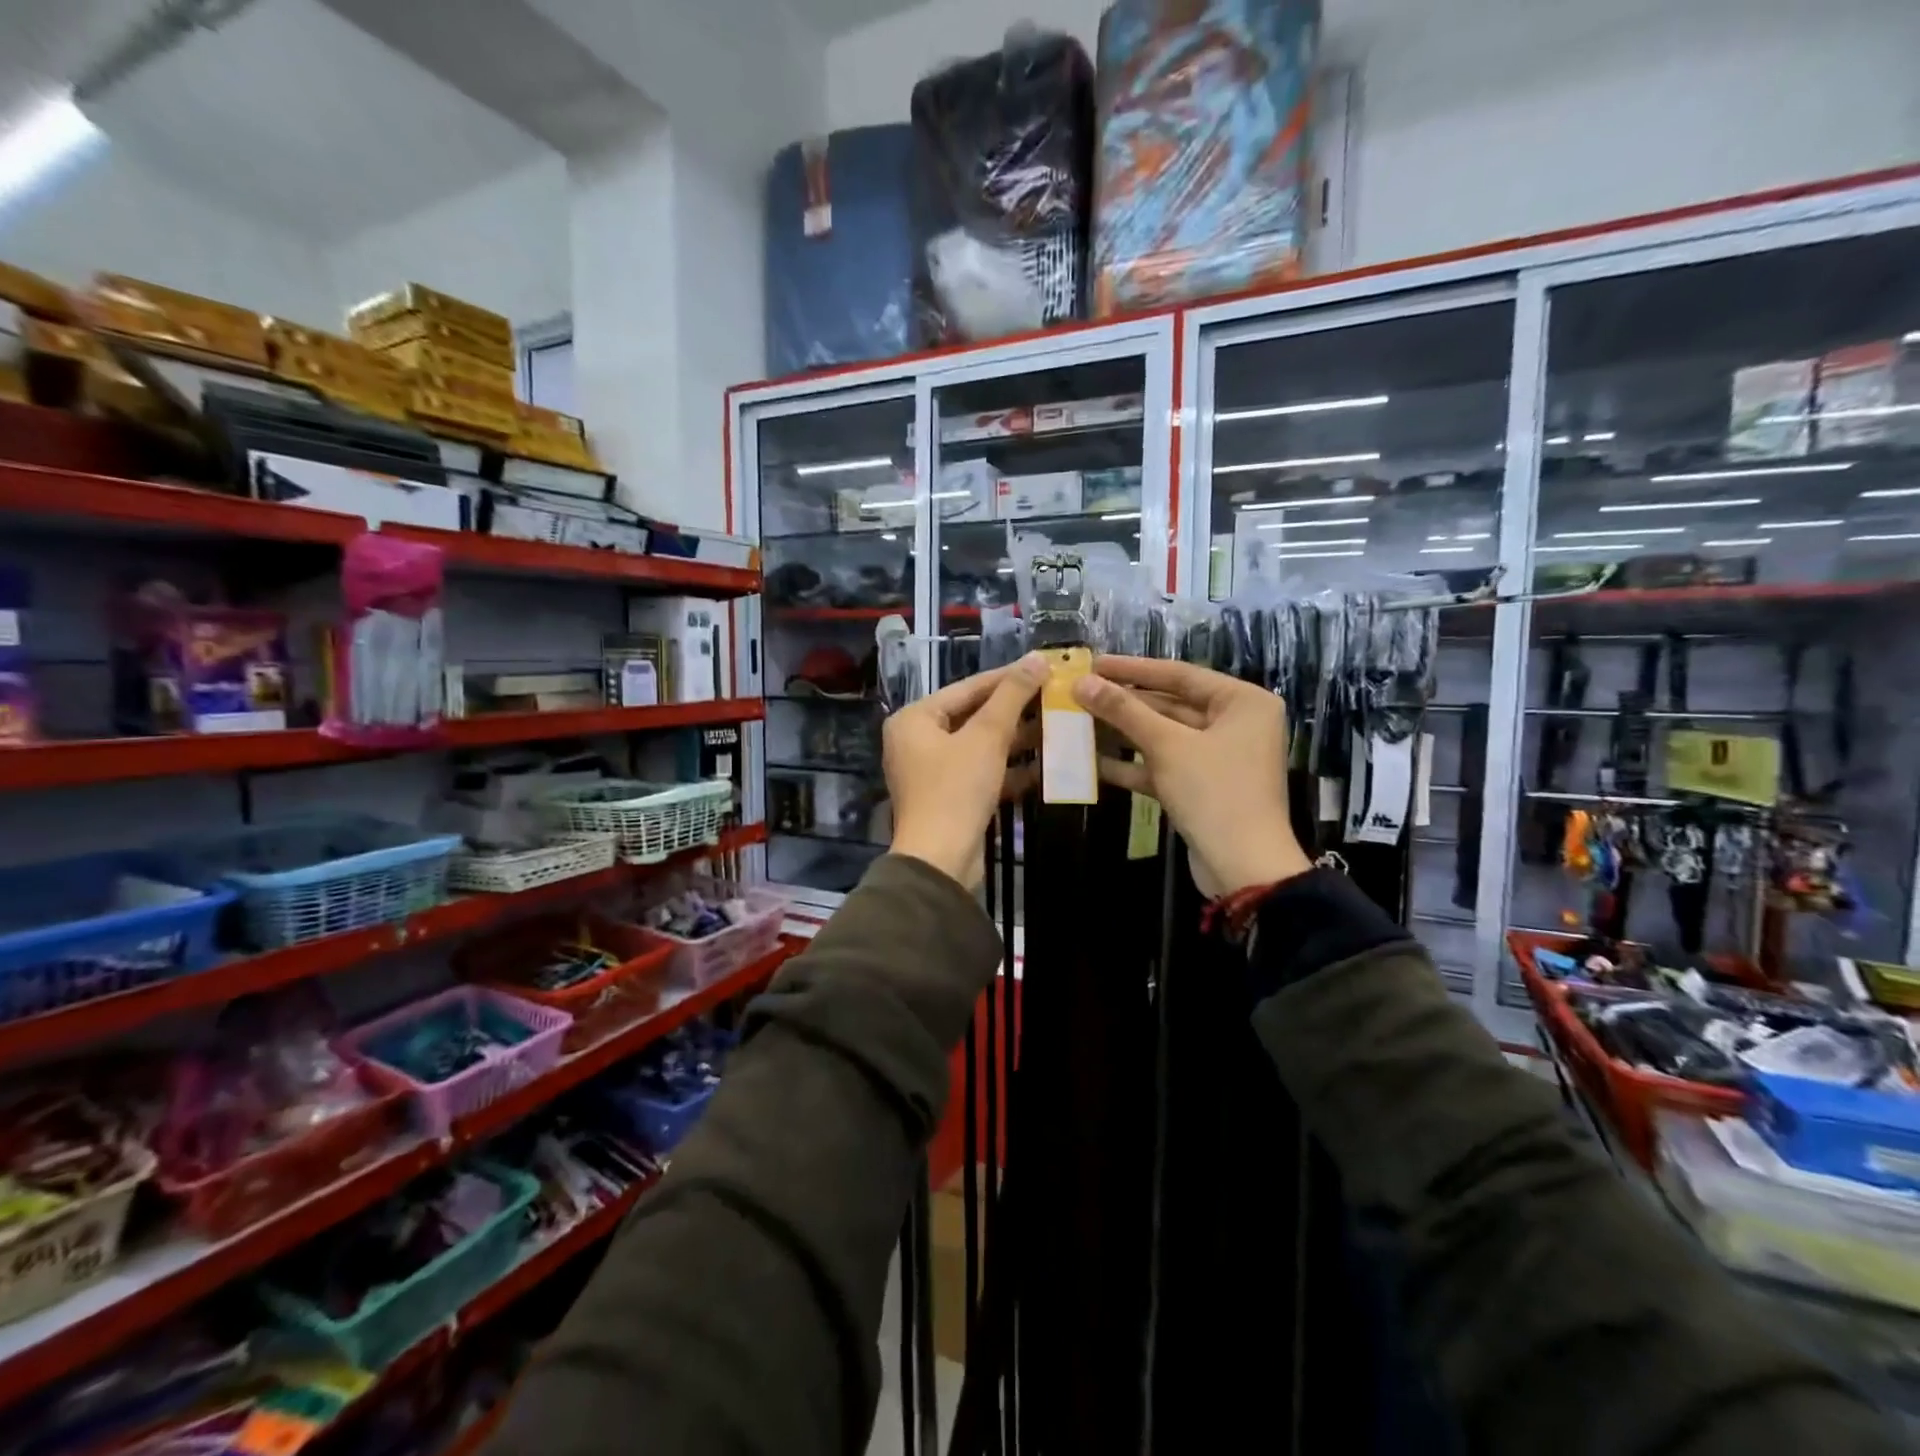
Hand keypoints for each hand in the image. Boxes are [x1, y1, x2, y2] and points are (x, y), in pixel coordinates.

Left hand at [884, 654, 1046, 887]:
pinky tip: (1045, 764)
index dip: (1008, 677)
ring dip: (1016, 739)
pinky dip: (1008, 768)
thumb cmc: (956, 789)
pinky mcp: (949, 797)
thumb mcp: (987, 737)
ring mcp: (932, 771)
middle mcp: (917, 740)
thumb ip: (1012, 696)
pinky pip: (981, 771)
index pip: (968, 687)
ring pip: (980, 745)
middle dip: (1015, 710)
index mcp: (915, 719)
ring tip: (1057, 725)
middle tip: (1055, 696)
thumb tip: (1036, 658)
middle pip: (973, 715)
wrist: (940, 861)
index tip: (1044, 666)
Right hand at [1071, 656, 1312, 897]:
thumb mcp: (1167, 746)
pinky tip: (1093, 760)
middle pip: (1170, 705)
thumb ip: (1124, 711)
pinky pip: (1164, 765)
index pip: (1180, 674)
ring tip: (1078, 722)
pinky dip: (1133, 764)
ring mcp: (1219, 758)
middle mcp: (1235, 724)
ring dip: (1123, 733)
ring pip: (1164, 737)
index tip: (1094, 663)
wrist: (1243, 868)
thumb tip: (1082, 682)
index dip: (1133, 669)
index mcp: (1242, 702)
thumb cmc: (1214, 793)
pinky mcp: (1202, 787)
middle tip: (1080, 693)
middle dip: (1124, 704)